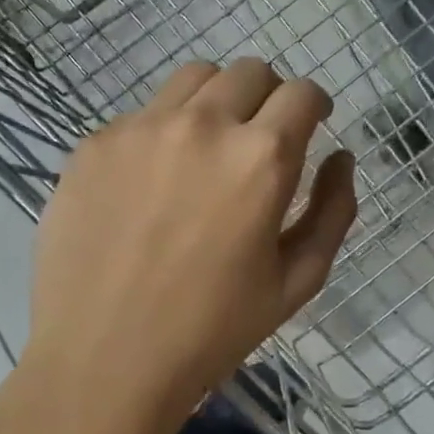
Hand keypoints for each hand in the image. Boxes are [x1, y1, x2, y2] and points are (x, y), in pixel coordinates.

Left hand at [24, 58, 357, 432]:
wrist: (103, 360)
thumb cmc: (211, 332)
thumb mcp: (297, 282)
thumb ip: (333, 211)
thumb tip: (340, 159)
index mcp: (260, 158)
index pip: (302, 93)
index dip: (314, 105)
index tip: (310, 123)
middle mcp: (202, 125)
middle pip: (249, 72)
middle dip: (268, 97)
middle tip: (259, 140)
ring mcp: (140, 129)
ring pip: (193, 79)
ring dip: (215, 101)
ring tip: (206, 150)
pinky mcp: (94, 145)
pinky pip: (141, 115)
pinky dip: (161, 133)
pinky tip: (150, 184)